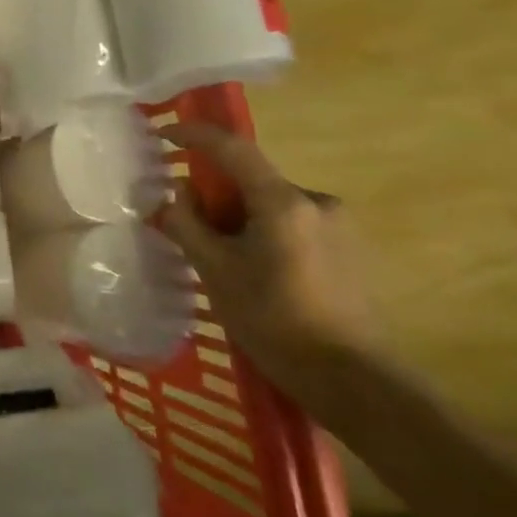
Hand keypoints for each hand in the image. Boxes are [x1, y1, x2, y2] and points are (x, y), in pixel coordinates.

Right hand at [155, 123, 382, 415]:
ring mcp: (338, 227)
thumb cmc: (275, 320)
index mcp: (282, 201)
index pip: (231, 147)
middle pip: (250, 181)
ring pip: (271, 206)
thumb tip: (177, 194)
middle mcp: (315, 201)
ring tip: (224, 262)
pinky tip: (257, 276)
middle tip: (191, 228)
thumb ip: (187, 223)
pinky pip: (292, 226)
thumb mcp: (215, 271)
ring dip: (241, 220)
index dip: (193, 135)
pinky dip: (265, 235)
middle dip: (216, 196)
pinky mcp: (349, 251)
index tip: (162, 135)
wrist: (353, 381)